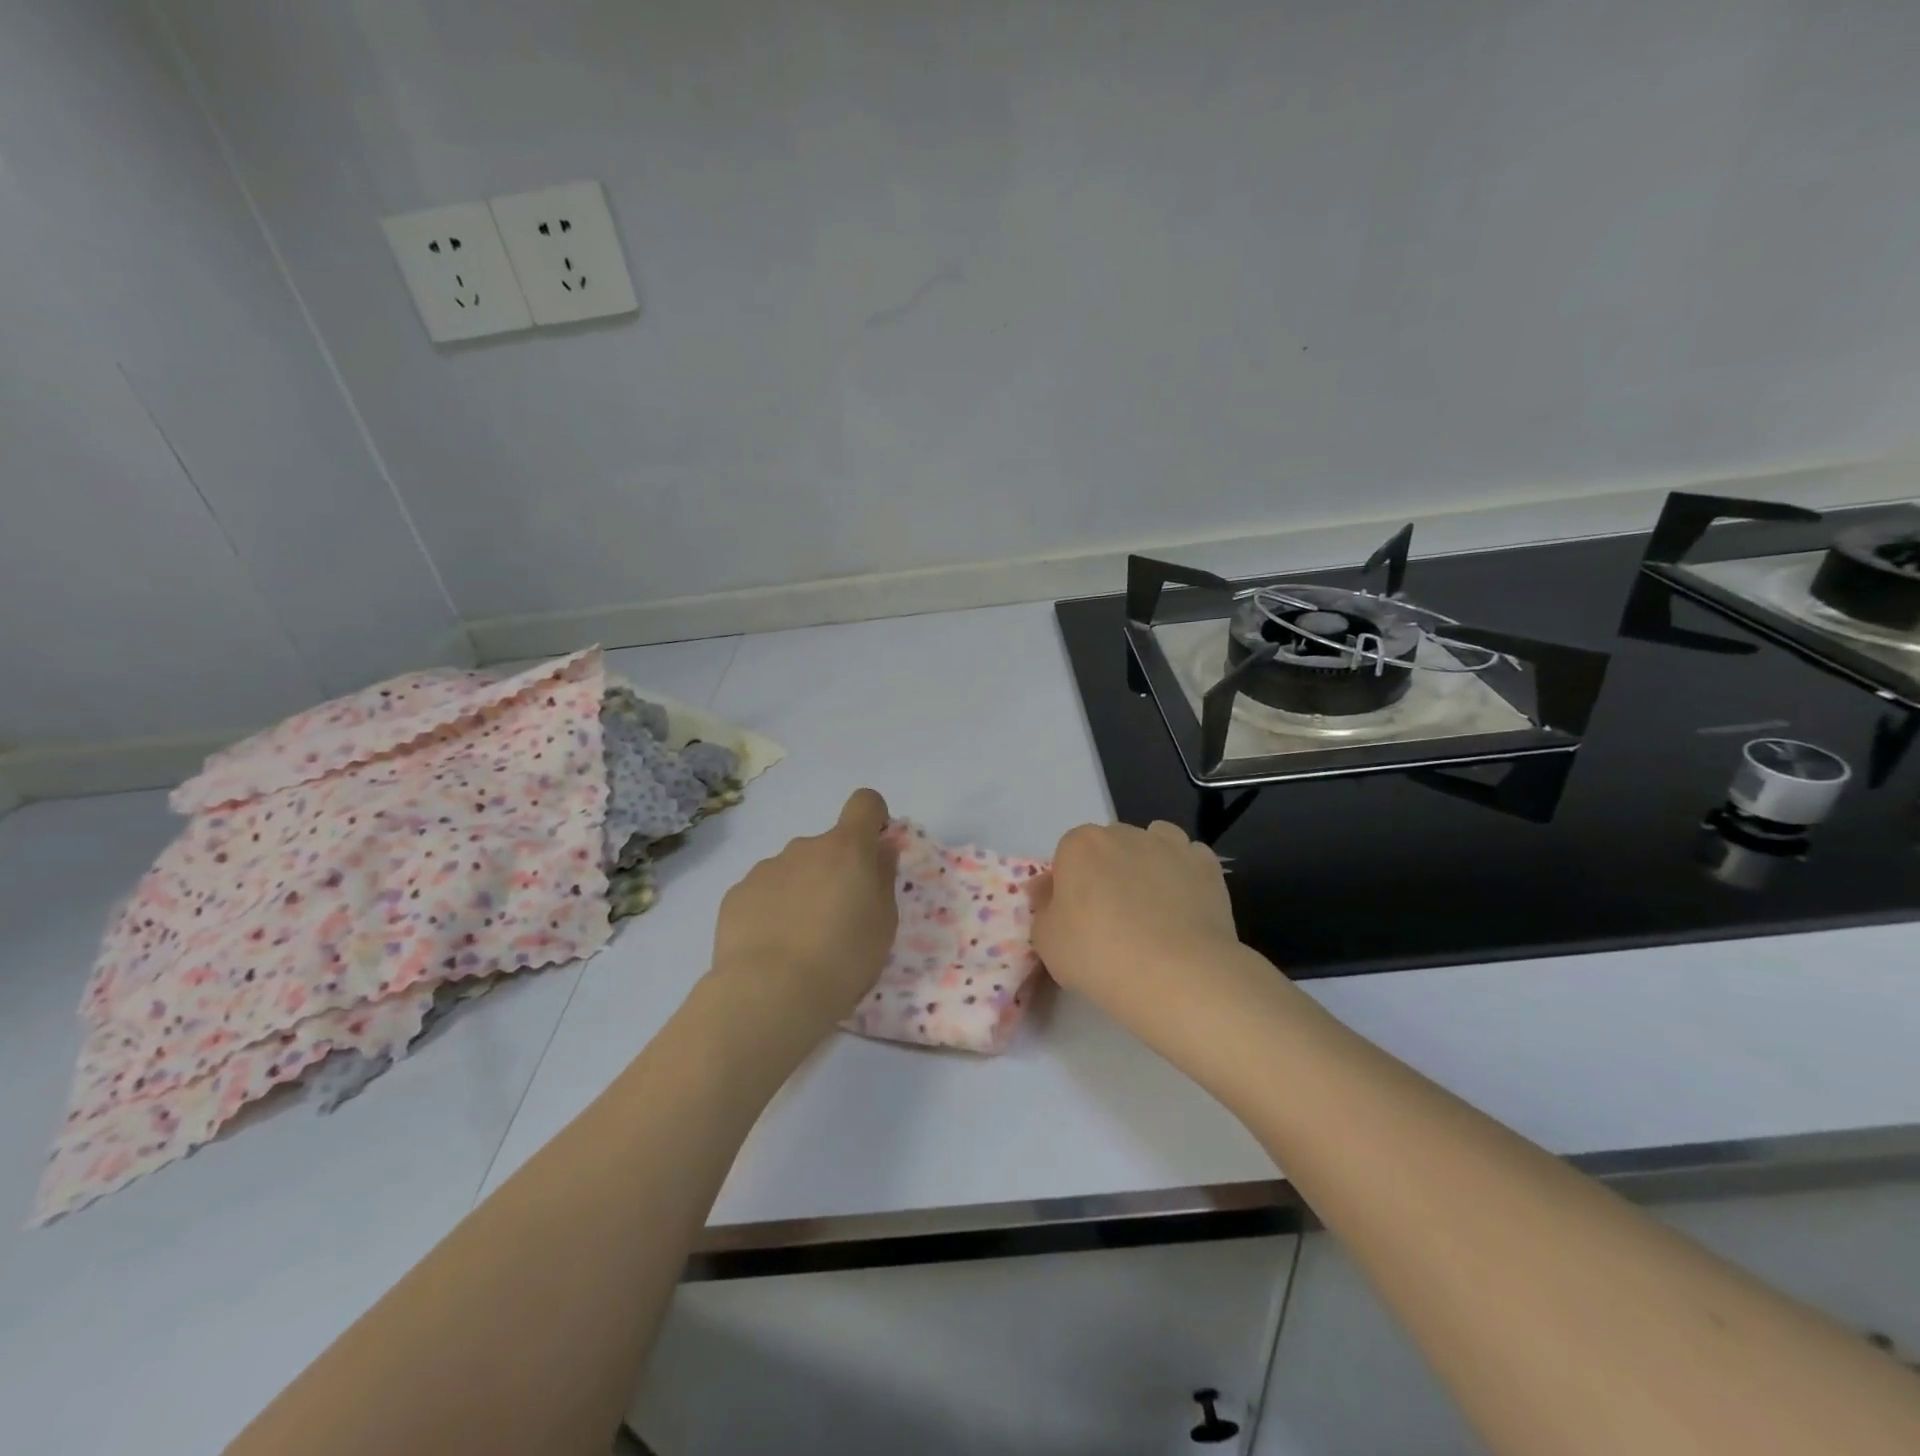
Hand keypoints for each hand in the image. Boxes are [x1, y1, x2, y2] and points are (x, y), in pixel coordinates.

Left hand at [709, 788, 899, 1027]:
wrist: (770, 994)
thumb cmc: (843, 959)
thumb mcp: (884, 923)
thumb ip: (883, 877)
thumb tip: (881, 849)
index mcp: (847, 849)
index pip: (865, 803)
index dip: (873, 818)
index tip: (874, 850)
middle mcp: (804, 847)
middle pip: (827, 846)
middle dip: (835, 871)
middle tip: (838, 919)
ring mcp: (765, 869)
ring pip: (793, 870)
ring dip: (802, 891)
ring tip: (800, 941)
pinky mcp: (736, 894)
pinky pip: (763, 893)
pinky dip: (771, 910)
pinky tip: (771, 947)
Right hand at [1030, 821, 1240, 1027]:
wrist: (1176, 975)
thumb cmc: (1098, 955)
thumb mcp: (1046, 940)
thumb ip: (1043, 907)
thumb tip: (1048, 889)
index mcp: (1080, 845)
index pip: (1068, 855)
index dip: (1070, 885)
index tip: (1076, 917)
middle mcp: (1124, 833)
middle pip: (1110, 846)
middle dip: (1108, 872)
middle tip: (1112, 919)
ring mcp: (1170, 845)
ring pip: (1153, 844)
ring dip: (1148, 865)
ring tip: (1152, 910)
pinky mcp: (1207, 866)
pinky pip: (1189, 862)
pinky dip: (1185, 878)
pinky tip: (1185, 909)